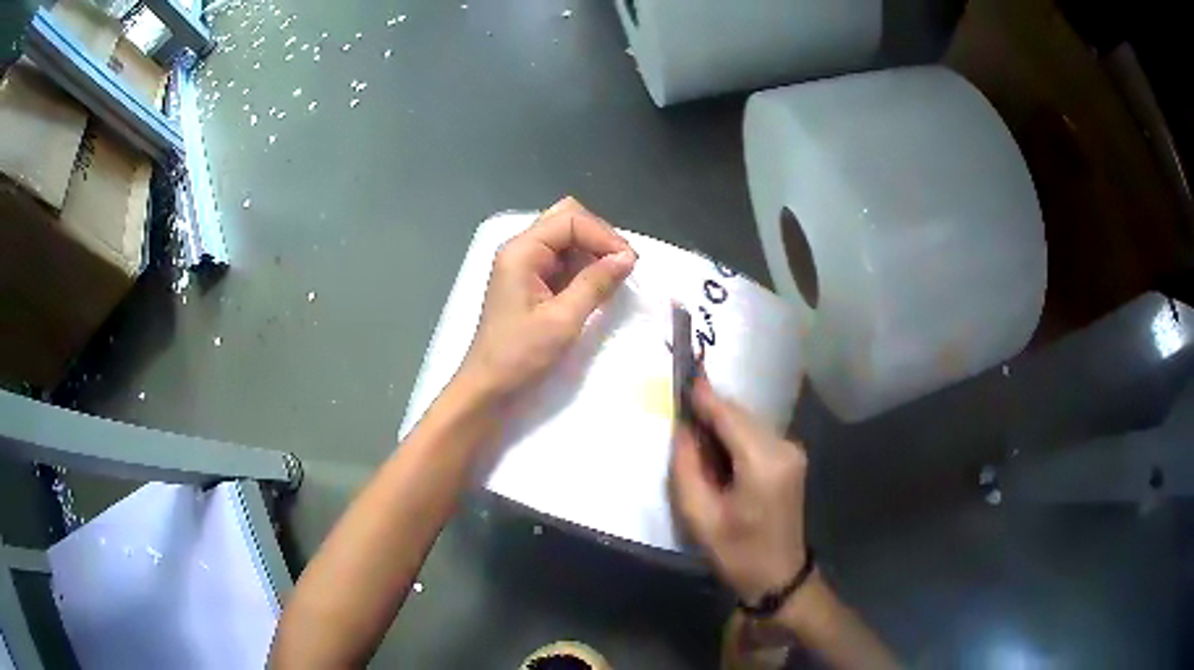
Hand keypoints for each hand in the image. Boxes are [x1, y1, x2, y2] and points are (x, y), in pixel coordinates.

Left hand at [458, 197, 636, 400]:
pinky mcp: (529, 281)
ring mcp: (523, 264)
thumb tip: (627, 258)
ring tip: (613, 279)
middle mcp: (521, 249)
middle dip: (599, 237)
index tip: (630, 263)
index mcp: (522, 251)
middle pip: (566, 220)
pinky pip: (561, 260)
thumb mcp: (563, 320)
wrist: (488, 387)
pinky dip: (582, 267)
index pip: (570, 219)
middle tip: (622, 266)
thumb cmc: (520, 355)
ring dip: (592, 253)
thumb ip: (595, 283)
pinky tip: (596, 287)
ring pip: (566, 239)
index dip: (603, 235)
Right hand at [669, 376, 808, 602]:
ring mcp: (792, 450)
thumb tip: (683, 428)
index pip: (729, 416)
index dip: (704, 396)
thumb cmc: (737, 553)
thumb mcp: (699, 516)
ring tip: (696, 440)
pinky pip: (756, 434)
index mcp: (763, 462)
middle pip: (741, 414)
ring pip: (749, 421)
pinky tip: (719, 453)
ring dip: (722, 424)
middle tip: (680, 417)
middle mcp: (784, 446)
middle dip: (711, 411)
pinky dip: (735, 435)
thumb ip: (686, 466)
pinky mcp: (792, 456)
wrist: (778, 576)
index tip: (682, 376)